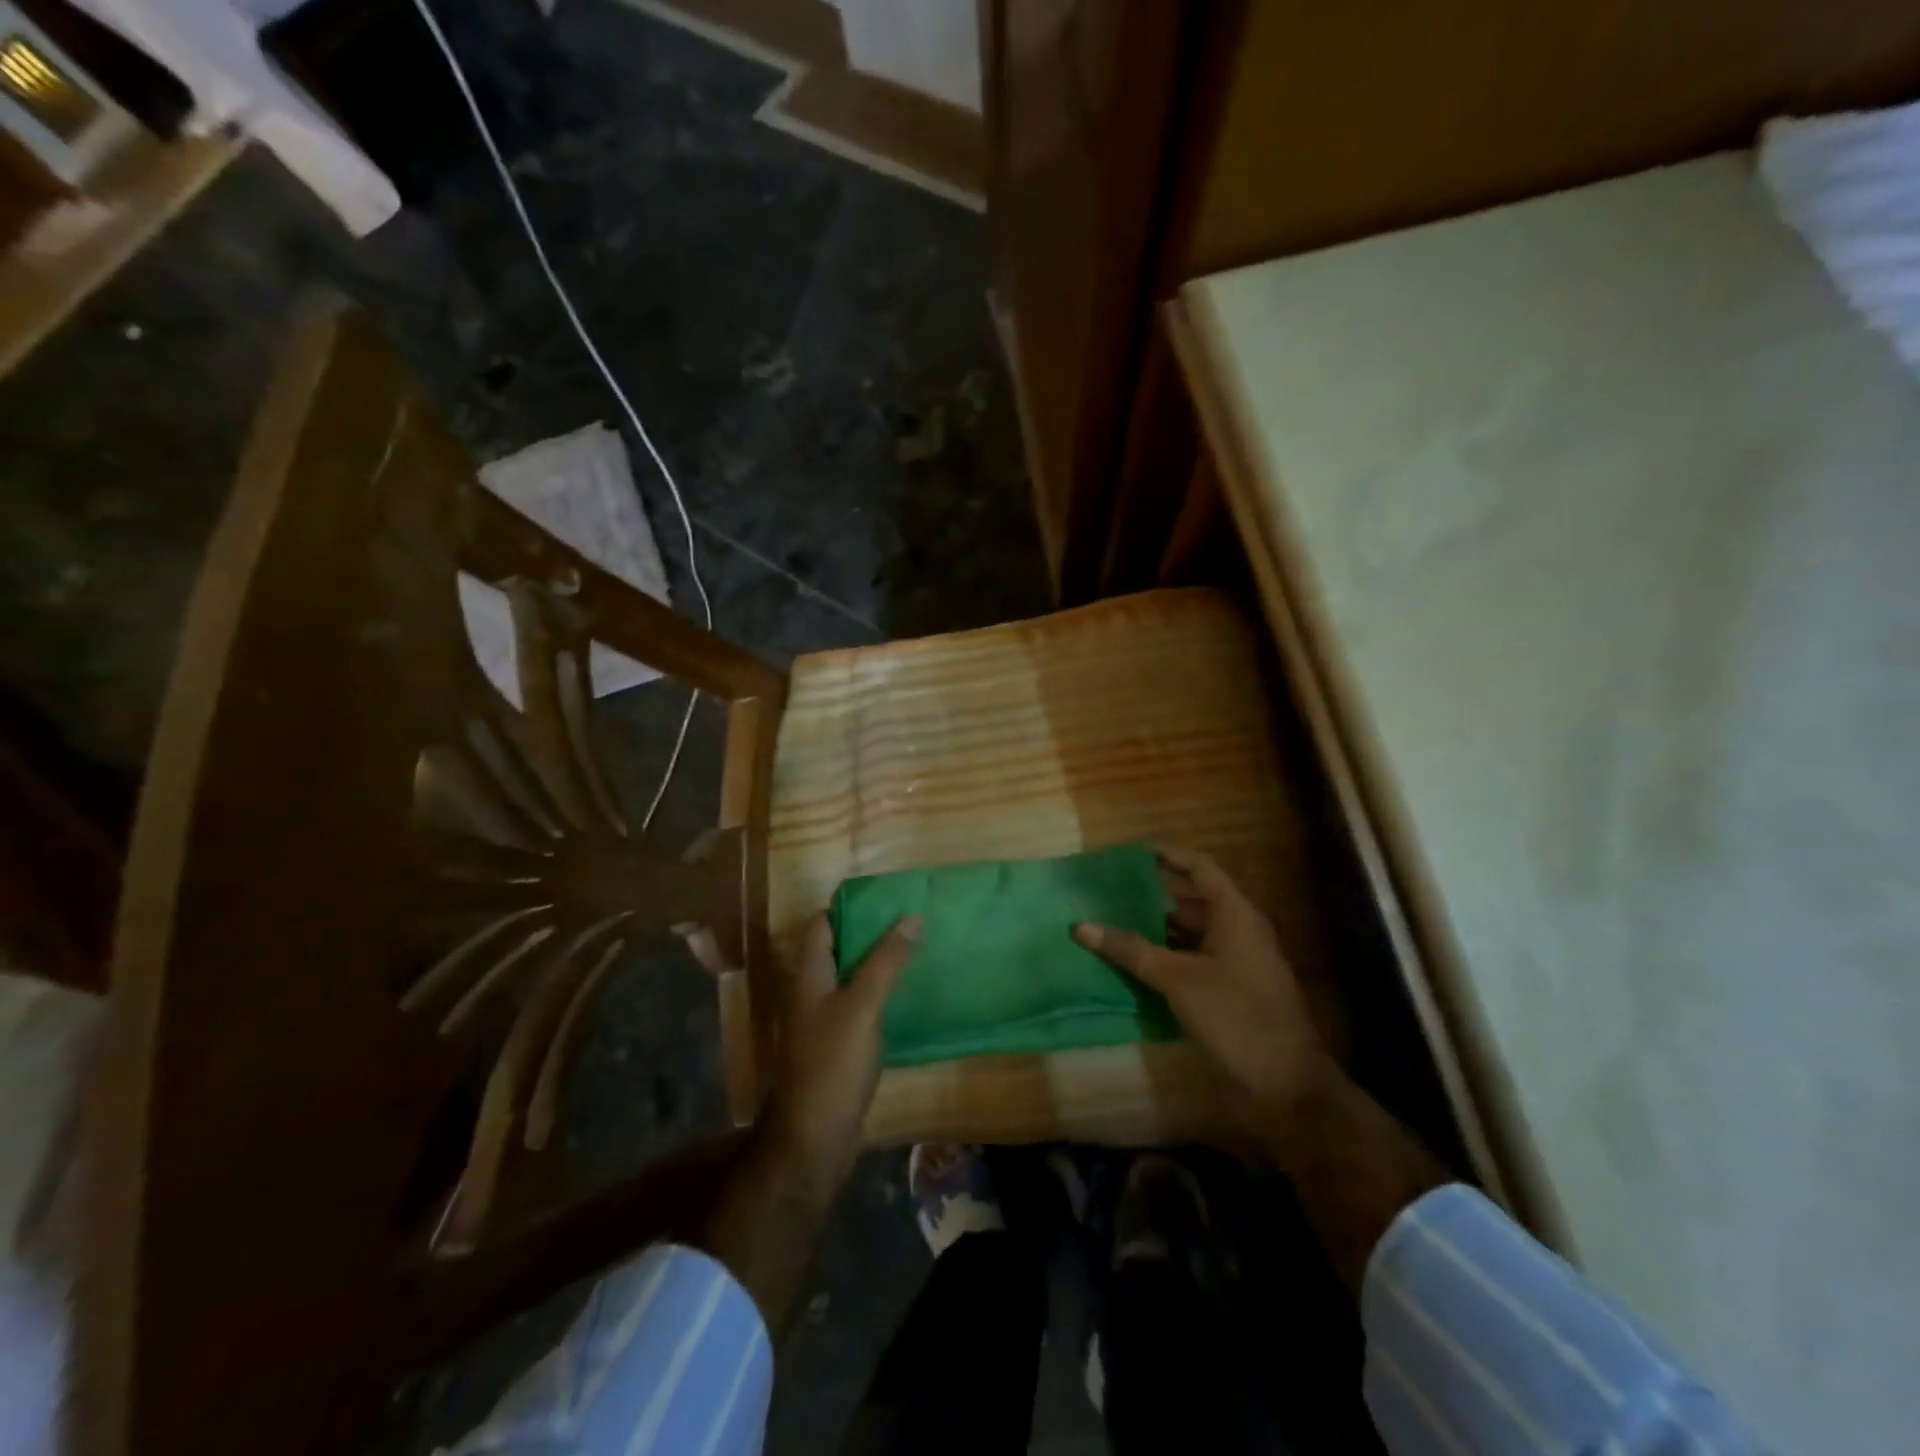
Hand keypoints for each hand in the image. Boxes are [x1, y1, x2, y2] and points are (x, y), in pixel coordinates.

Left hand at [759, 912, 920, 1192]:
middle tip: (912, 919)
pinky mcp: (839, 1048)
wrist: (813, 1141)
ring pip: (852, 979)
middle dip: (871, 932)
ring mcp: (824, 1022)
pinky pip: (861, 1007)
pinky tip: (909, 995)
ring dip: (879, 963)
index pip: (821, 925)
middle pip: (838, 949)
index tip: (887, 896)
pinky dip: (882, 995)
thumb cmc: (833, 1065)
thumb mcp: (863, 1006)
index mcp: (809, 976)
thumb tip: (913, 915)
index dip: (849, 907)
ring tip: (918, 949)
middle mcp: (812, 993)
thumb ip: (886, 961)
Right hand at [1073, 846, 1329, 1139]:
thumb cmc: (1236, 1017)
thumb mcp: (1179, 980)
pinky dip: (1162, 955)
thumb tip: (1080, 926)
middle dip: (1150, 892)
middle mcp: (1236, 929)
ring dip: (1153, 926)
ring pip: (1188, 931)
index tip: (1127, 853)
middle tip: (1107, 889)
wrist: (1286, 1087)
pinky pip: (1189, 958)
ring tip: (1109, 920)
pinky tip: (1129, 961)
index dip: (1165, 855)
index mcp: (1235, 914)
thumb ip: (1130, 950)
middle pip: (1190, 898)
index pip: (1198, 867)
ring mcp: (1233, 961)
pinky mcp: (1226, 989)